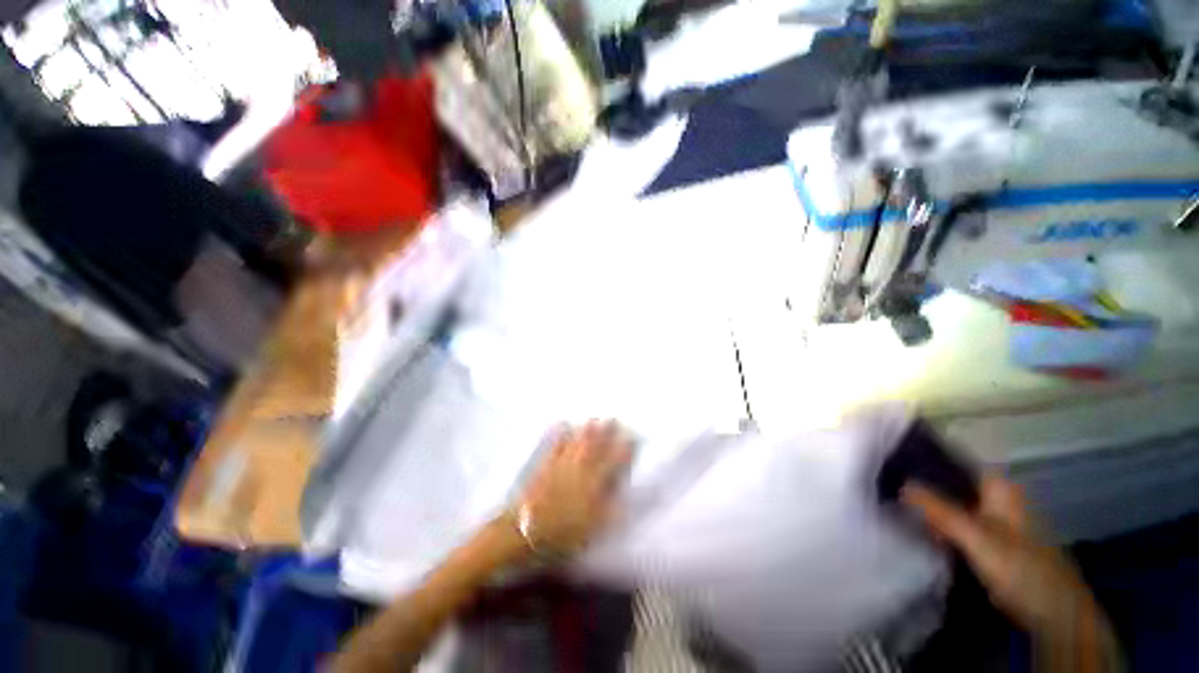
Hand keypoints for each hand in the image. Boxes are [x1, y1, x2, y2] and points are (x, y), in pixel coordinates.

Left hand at [513, 421, 633, 556]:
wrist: (526, 531)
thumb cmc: (563, 534)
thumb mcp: (595, 527)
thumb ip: (612, 507)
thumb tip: (627, 492)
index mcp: (595, 483)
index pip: (614, 461)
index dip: (625, 448)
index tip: (633, 437)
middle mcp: (580, 468)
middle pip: (596, 446)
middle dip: (606, 431)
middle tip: (613, 418)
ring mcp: (561, 464)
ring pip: (577, 442)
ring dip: (586, 430)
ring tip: (593, 419)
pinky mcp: (545, 465)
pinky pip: (554, 444)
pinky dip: (559, 433)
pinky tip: (562, 424)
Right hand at [903, 476, 1113, 648]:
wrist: (1053, 612)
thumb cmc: (1020, 567)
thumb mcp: (976, 537)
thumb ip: (939, 509)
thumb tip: (900, 483)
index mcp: (998, 488)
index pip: (955, 463)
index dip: (924, 459)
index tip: (892, 461)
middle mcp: (996, 498)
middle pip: (951, 484)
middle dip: (922, 485)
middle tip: (886, 484)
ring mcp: (995, 522)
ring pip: (953, 506)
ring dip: (929, 507)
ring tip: (894, 503)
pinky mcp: (991, 544)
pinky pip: (957, 526)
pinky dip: (939, 526)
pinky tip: (919, 529)